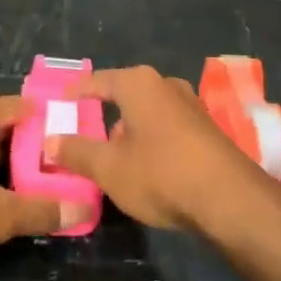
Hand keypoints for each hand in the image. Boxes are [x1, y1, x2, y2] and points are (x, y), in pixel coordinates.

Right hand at [46, 66, 275, 234]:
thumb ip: (76, 152)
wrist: (230, 199)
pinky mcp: (208, 128)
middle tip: (86, 133)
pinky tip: (148, 165)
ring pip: (149, 112)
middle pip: (125, 94)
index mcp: (138, 84)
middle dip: (105, 113)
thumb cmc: (161, 173)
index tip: (60, 101)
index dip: (76, 92)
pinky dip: (153, 139)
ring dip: (131, 129)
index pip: (98, 80)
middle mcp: (165, 84)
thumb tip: (50, 141)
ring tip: (115, 156)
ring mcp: (191, 104)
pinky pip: (169, 126)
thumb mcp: (109, 167)